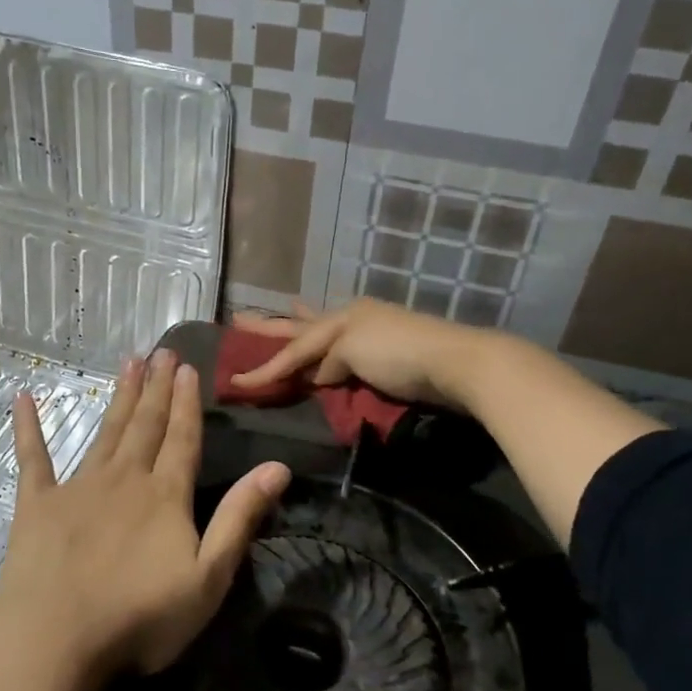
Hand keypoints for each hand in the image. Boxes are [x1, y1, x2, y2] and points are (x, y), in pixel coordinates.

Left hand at [0, 349, 290, 677]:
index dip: (186, 402)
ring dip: (119, 397)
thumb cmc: (140, 617)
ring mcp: (77, 487)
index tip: (186, 367)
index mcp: (165, 495)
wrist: (55, 638)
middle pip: (145, 425)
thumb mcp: (209, 576)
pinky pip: (33, 458)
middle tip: (161, 351)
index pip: (182, 438)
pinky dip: (29, 428)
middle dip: (155, 388)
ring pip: (105, 432)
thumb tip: (278, 466)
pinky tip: (24, 399)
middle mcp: (124, 479)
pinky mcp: (37, 504)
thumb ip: (240, 517)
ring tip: (128, 362)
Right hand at [228, 300, 499, 412]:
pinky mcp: (385, 355)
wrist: (456, 363)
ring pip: (325, 332)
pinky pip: (345, 350)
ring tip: (286, 310)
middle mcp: (350, 321)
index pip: (294, 347)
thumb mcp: (353, 352)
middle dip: (271, 325)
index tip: (235, 379)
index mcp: (340, 318)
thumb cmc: (399, 353)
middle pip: (302, 327)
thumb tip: (318, 376)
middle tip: (239, 319)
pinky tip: (328, 348)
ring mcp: (369, 336)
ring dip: (302, 325)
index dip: (264, 365)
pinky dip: (330, 348)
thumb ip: (328, 363)